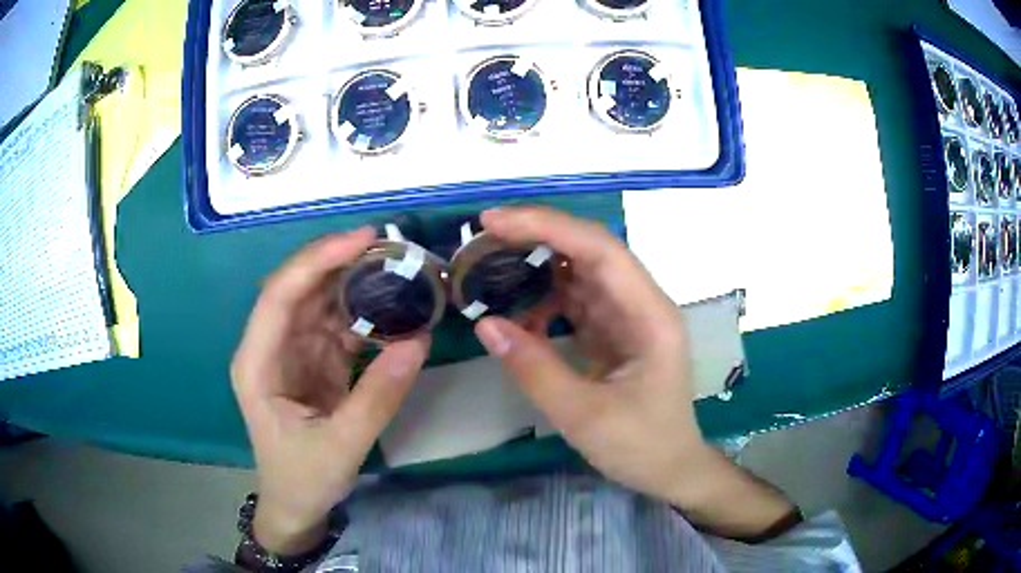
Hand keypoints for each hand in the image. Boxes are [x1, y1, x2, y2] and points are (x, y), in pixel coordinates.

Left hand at [231, 228, 429, 554]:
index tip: (361, 240)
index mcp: (258, 363)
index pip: (279, 296)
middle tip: (389, 246)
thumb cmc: (303, 479)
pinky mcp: (315, 363)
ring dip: (355, 284)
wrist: (296, 506)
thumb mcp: (341, 447)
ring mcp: (293, 354)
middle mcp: (271, 348)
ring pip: (321, 303)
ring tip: (398, 267)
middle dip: (339, 263)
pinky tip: (394, 308)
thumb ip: (377, 398)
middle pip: (299, 290)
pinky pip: (339, 328)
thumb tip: (418, 340)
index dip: (316, 262)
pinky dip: (366, 315)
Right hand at [474, 207, 797, 539]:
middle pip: (590, 250)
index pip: (599, 249)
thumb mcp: (583, 416)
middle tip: (484, 235)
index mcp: (649, 315)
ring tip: (492, 264)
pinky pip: (577, 302)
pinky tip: (517, 310)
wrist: (671, 469)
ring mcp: (629, 317)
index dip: (547, 226)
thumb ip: (534, 369)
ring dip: (538, 264)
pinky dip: (545, 299)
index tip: (494, 221)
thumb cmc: (640, 445)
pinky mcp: (615, 332)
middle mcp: (642, 304)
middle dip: (538, 235)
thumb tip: (485, 324)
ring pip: (581, 272)